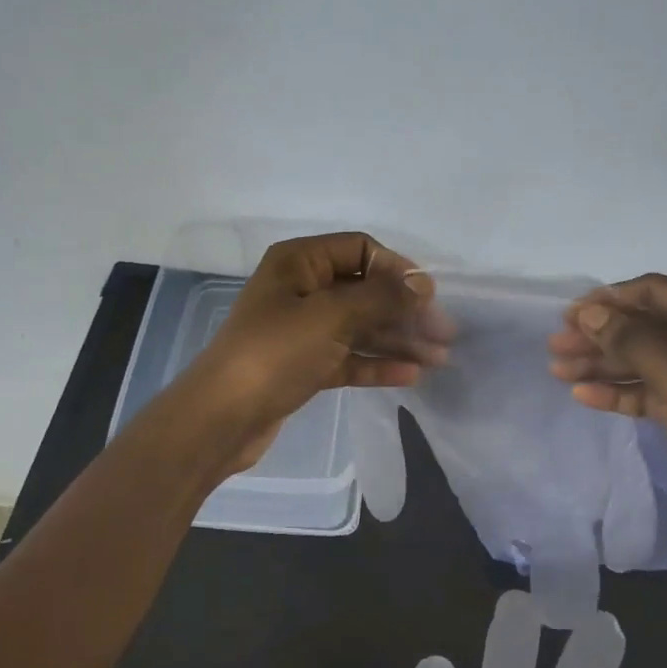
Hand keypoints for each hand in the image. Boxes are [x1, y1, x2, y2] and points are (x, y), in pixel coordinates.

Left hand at [182, 232, 443, 471]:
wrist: (222, 418)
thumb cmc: (275, 353)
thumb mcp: (332, 317)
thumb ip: (382, 297)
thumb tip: (423, 283)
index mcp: (299, 262)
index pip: (360, 249)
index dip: (397, 268)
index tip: (428, 296)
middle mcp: (300, 290)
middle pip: (364, 290)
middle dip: (404, 310)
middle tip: (444, 334)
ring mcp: (301, 330)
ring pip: (359, 327)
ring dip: (397, 339)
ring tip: (438, 359)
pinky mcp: (303, 366)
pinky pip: (347, 356)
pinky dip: (376, 363)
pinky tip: (410, 375)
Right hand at [546, 273, 666, 515]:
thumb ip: (630, 342)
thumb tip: (587, 312)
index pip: (657, 292)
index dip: (610, 300)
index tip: (568, 315)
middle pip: (647, 326)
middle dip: (601, 336)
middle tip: (556, 346)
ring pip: (646, 358)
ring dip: (604, 365)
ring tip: (559, 371)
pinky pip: (653, 388)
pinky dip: (622, 391)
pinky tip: (585, 396)